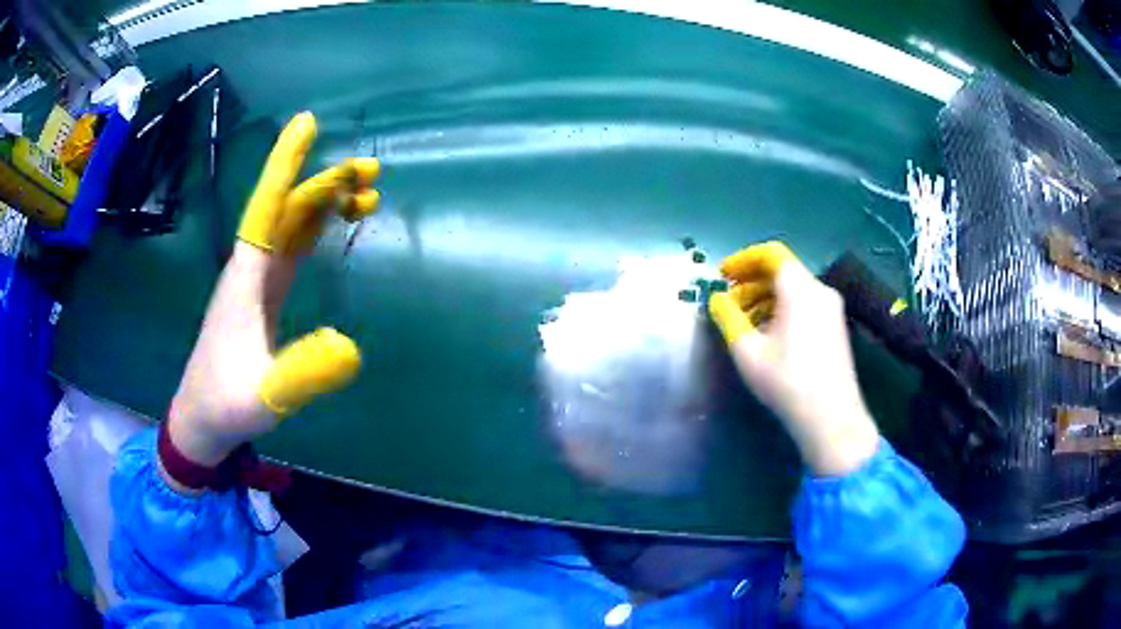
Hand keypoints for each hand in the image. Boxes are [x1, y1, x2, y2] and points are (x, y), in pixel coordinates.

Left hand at [167, 112, 379, 469]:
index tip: (307, 122)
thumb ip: (302, 375)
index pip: (267, 208)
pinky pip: (291, 246)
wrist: (202, 418)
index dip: (285, 164)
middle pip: (287, 209)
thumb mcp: (266, 396)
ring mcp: (255, 281)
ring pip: (291, 224)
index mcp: (246, 277)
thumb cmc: (227, 404)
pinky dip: (315, 226)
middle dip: (326, 183)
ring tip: (366, 193)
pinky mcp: (262, 295)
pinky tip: (333, 223)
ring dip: (324, 202)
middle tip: (371, 173)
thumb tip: (351, 348)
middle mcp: (250, 267)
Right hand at [708, 242, 879, 475]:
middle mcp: (820, 290)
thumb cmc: (787, 381)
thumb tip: (717, 299)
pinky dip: (782, 308)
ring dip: (765, 297)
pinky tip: (768, 335)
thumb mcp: (747, 350)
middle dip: (751, 281)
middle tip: (729, 302)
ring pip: (794, 289)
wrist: (831, 418)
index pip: (771, 254)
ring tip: (744, 322)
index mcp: (800, 289)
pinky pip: (805, 304)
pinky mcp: (835, 327)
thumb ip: (728, 317)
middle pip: (782, 271)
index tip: (722, 275)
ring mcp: (832, 309)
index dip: (743, 259)